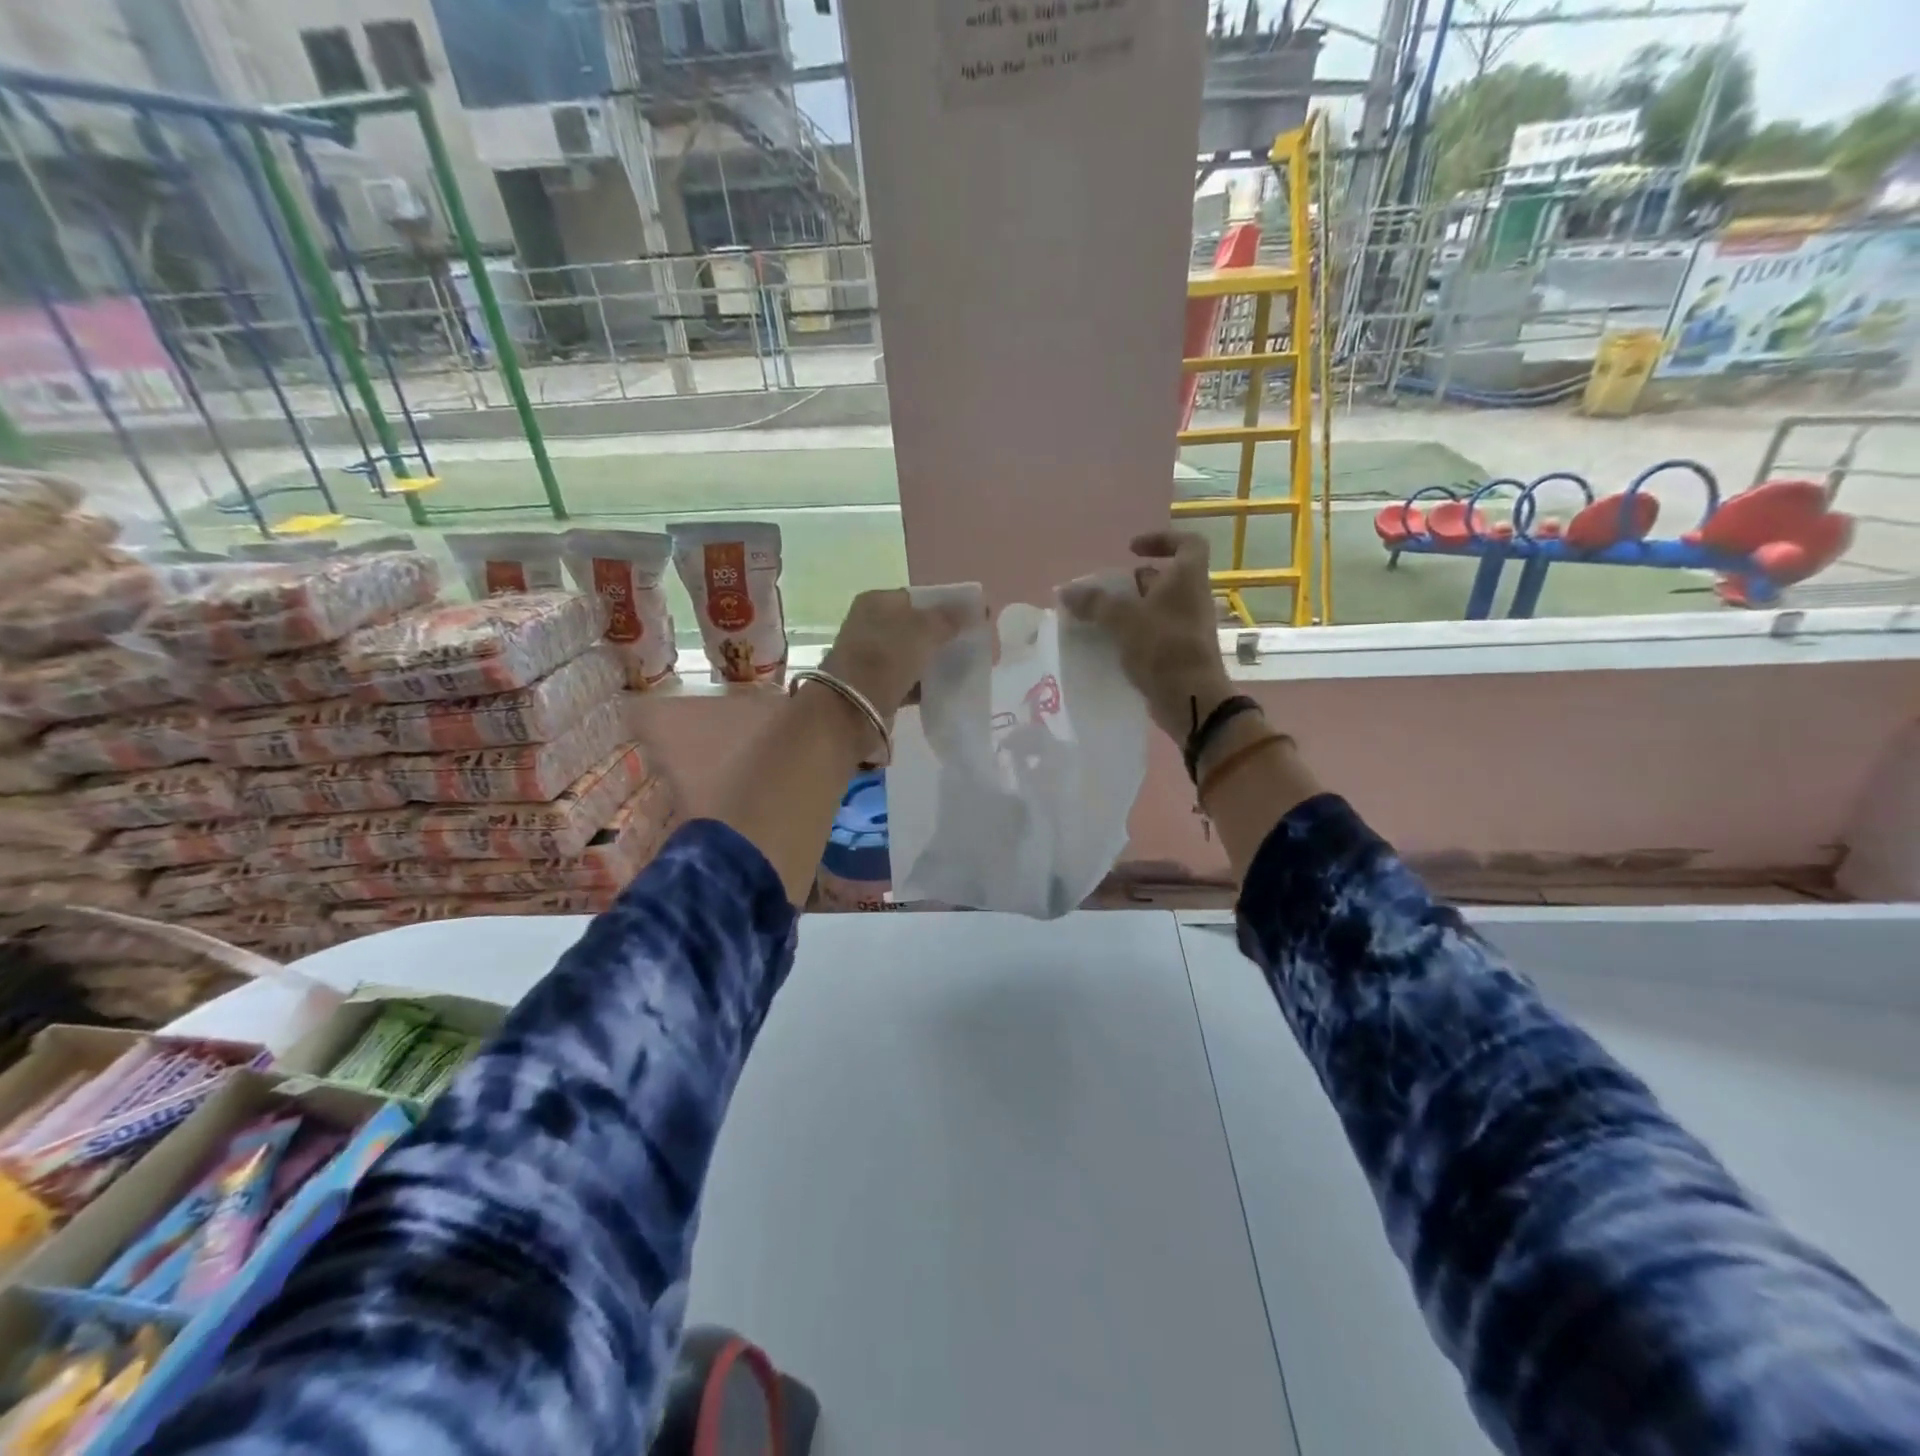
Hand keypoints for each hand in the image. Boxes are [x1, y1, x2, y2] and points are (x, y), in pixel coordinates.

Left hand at [819, 588, 976, 730]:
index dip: (948, 605)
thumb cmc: (886, 658)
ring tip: (967, 666)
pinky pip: (909, 679)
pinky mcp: (877, 685)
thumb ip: (950, 619)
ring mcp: (872, 657)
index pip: (919, 597)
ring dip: (937, 660)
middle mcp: (871, 625)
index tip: (975, 618)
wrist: (851, 709)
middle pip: (917, 626)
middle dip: (946, 635)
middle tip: (974, 644)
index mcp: (877, 602)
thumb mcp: (922, 631)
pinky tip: (949, 687)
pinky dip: (927, 683)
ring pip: (914, 654)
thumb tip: (976, 610)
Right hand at [1062, 531, 1234, 741]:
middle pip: (1166, 578)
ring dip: (1132, 609)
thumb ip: (1094, 603)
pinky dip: (1135, 633)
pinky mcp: (1180, 652)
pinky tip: (1110, 643)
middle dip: (1135, 581)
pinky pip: (1155, 633)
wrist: (1191, 698)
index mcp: (1188, 579)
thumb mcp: (1124, 619)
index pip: (1188, 543)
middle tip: (1107, 590)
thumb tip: (1066, 591)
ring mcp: (1188, 627)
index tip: (1132, 550)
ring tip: (1101, 618)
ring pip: (1158, 608)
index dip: (1162, 539)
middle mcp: (1192, 598)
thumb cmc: (1163, 647)